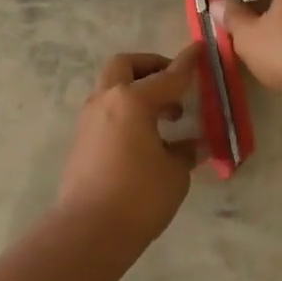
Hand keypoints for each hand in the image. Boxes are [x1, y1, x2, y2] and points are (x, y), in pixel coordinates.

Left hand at [55, 47, 203, 248]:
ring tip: (166, 116)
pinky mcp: (81, 140)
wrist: (87, 232)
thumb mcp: (174, 173)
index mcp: (132, 100)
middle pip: (126, 66)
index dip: (187, 64)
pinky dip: (126, 112)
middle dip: (151, 66)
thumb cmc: (139, 197)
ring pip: (112, 87)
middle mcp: (107, 101)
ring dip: (137, 91)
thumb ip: (184, 152)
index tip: (200, 49)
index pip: (168, 76)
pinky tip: (145, 137)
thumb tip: (192, 145)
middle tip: (173, 82)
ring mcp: (89, 119)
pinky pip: (107, 111)